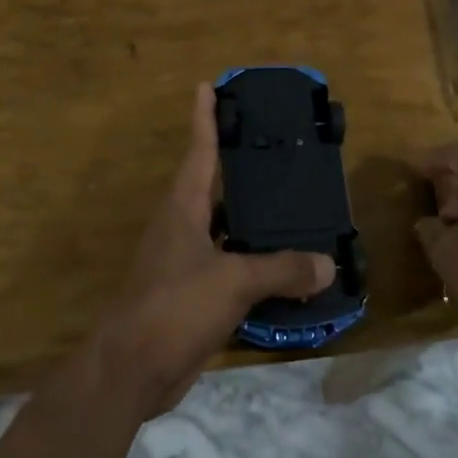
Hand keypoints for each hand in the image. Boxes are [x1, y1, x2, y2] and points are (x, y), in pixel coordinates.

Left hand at [91, 84, 333, 416]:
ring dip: (254, 221)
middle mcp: (181, 228)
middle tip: (279, 150)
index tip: (209, 86)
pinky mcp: (192, 297)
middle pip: (214, 187)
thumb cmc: (173, 307)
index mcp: (182, 209)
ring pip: (226, 231)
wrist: (130, 371)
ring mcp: (184, 264)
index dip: (205, 118)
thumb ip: (281, 269)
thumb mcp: (232, 281)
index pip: (199, 151)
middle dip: (241, 168)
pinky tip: (285, 270)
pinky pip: (231, 269)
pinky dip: (256, 265)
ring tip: (294, 208)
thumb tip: (328, 264)